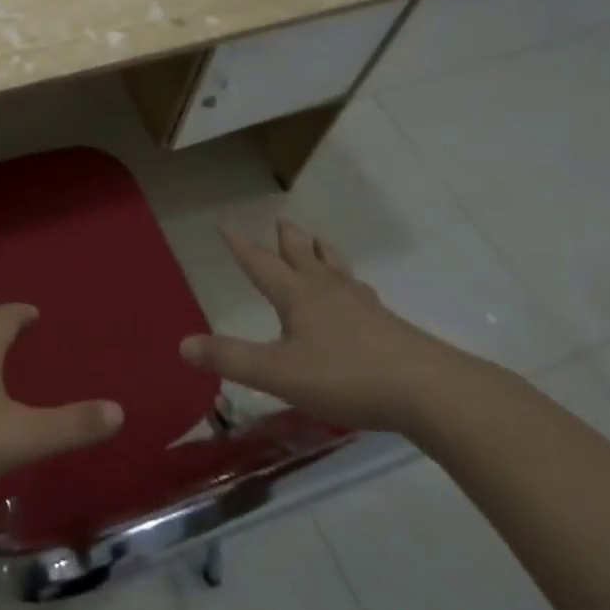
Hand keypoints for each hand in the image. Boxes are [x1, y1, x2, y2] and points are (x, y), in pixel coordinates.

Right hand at [179, 218, 474, 431]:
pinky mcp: (386, 324)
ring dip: (322, 252)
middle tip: (281, 219)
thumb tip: (182, 344)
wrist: (427, 389)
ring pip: (335, 268)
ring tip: (320, 240)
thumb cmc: (345, 376)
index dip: (240, 245)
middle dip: (287, 239)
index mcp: (297, 296)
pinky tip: (359, 292)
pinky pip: (360, 290)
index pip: (260, 264)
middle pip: (302, 256)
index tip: (225, 223)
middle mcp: (327, 291)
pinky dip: (350, 281)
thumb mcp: (279, 373)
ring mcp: (361, 305)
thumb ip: (230, 358)